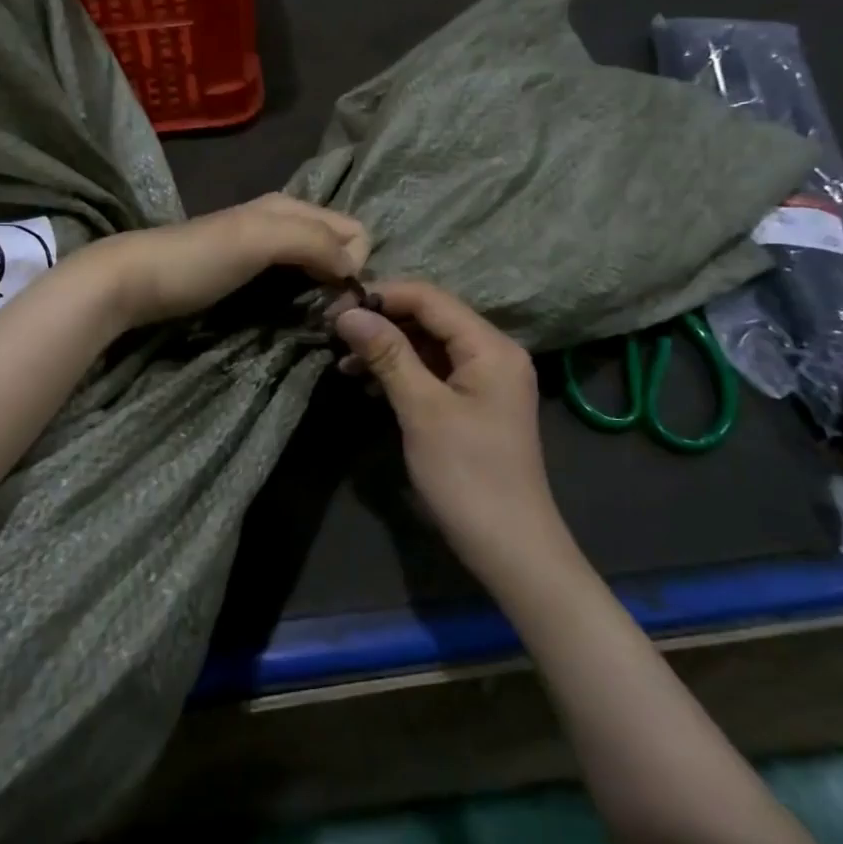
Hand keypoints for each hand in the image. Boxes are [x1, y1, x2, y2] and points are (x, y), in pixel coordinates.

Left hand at [82, 194, 369, 330]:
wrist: (134, 280)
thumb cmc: (198, 259)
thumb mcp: (259, 239)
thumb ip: (312, 242)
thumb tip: (353, 268)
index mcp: (291, 207)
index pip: (355, 230)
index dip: (357, 263)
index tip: (339, 300)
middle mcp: (283, 222)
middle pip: (339, 246)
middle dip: (346, 275)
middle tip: (329, 314)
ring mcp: (264, 248)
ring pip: (318, 264)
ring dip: (326, 288)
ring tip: (315, 317)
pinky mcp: (247, 274)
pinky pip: (294, 279)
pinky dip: (304, 294)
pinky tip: (293, 312)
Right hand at [333, 280, 572, 579]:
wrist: (510, 548)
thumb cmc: (467, 475)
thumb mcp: (422, 410)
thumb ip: (388, 355)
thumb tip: (348, 312)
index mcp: (490, 346)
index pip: (429, 298)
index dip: (381, 296)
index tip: (334, 308)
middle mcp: (491, 352)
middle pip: (429, 317)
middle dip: (381, 321)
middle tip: (332, 332)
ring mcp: (483, 379)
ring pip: (427, 345)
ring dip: (386, 348)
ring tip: (342, 361)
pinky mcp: (471, 403)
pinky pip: (431, 371)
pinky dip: (399, 371)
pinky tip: (366, 382)